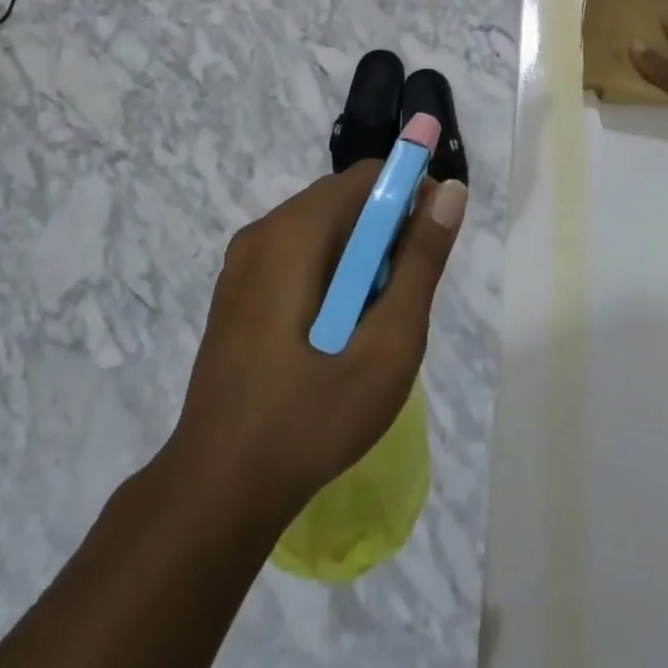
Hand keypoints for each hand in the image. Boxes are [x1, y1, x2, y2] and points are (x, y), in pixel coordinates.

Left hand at [169, 163, 466, 525]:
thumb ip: (421, 261)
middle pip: (344, 200)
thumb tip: (449, 191)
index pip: (368, 177)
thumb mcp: (387, 343)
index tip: (430, 247)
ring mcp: (242, 262)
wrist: (218, 491)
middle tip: (401, 300)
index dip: (410, 197)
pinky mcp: (236, 291)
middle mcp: (263, 231)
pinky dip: (329, 275)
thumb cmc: (312, 418)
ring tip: (369, 325)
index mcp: (295, 232)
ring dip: (359, 259)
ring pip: (322, 230)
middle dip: (385, 235)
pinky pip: (297, 256)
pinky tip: (333, 335)